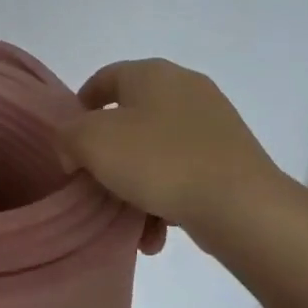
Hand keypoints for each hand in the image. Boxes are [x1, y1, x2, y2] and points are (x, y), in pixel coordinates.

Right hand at [58, 59, 283, 237]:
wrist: (239, 204)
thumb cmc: (157, 160)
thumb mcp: (91, 142)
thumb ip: (68, 137)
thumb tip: (75, 149)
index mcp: (152, 74)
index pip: (104, 79)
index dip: (80, 108)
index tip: (69, 142)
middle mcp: (185, 88)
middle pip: (129, 120)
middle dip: (108, 157)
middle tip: (94, 184)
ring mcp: (212, 123)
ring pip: (155, 153)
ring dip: (135, 188)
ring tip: (127, 224)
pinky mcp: (229, 157)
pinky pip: (183, 174)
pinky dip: (165, 200)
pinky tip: (156, 234)